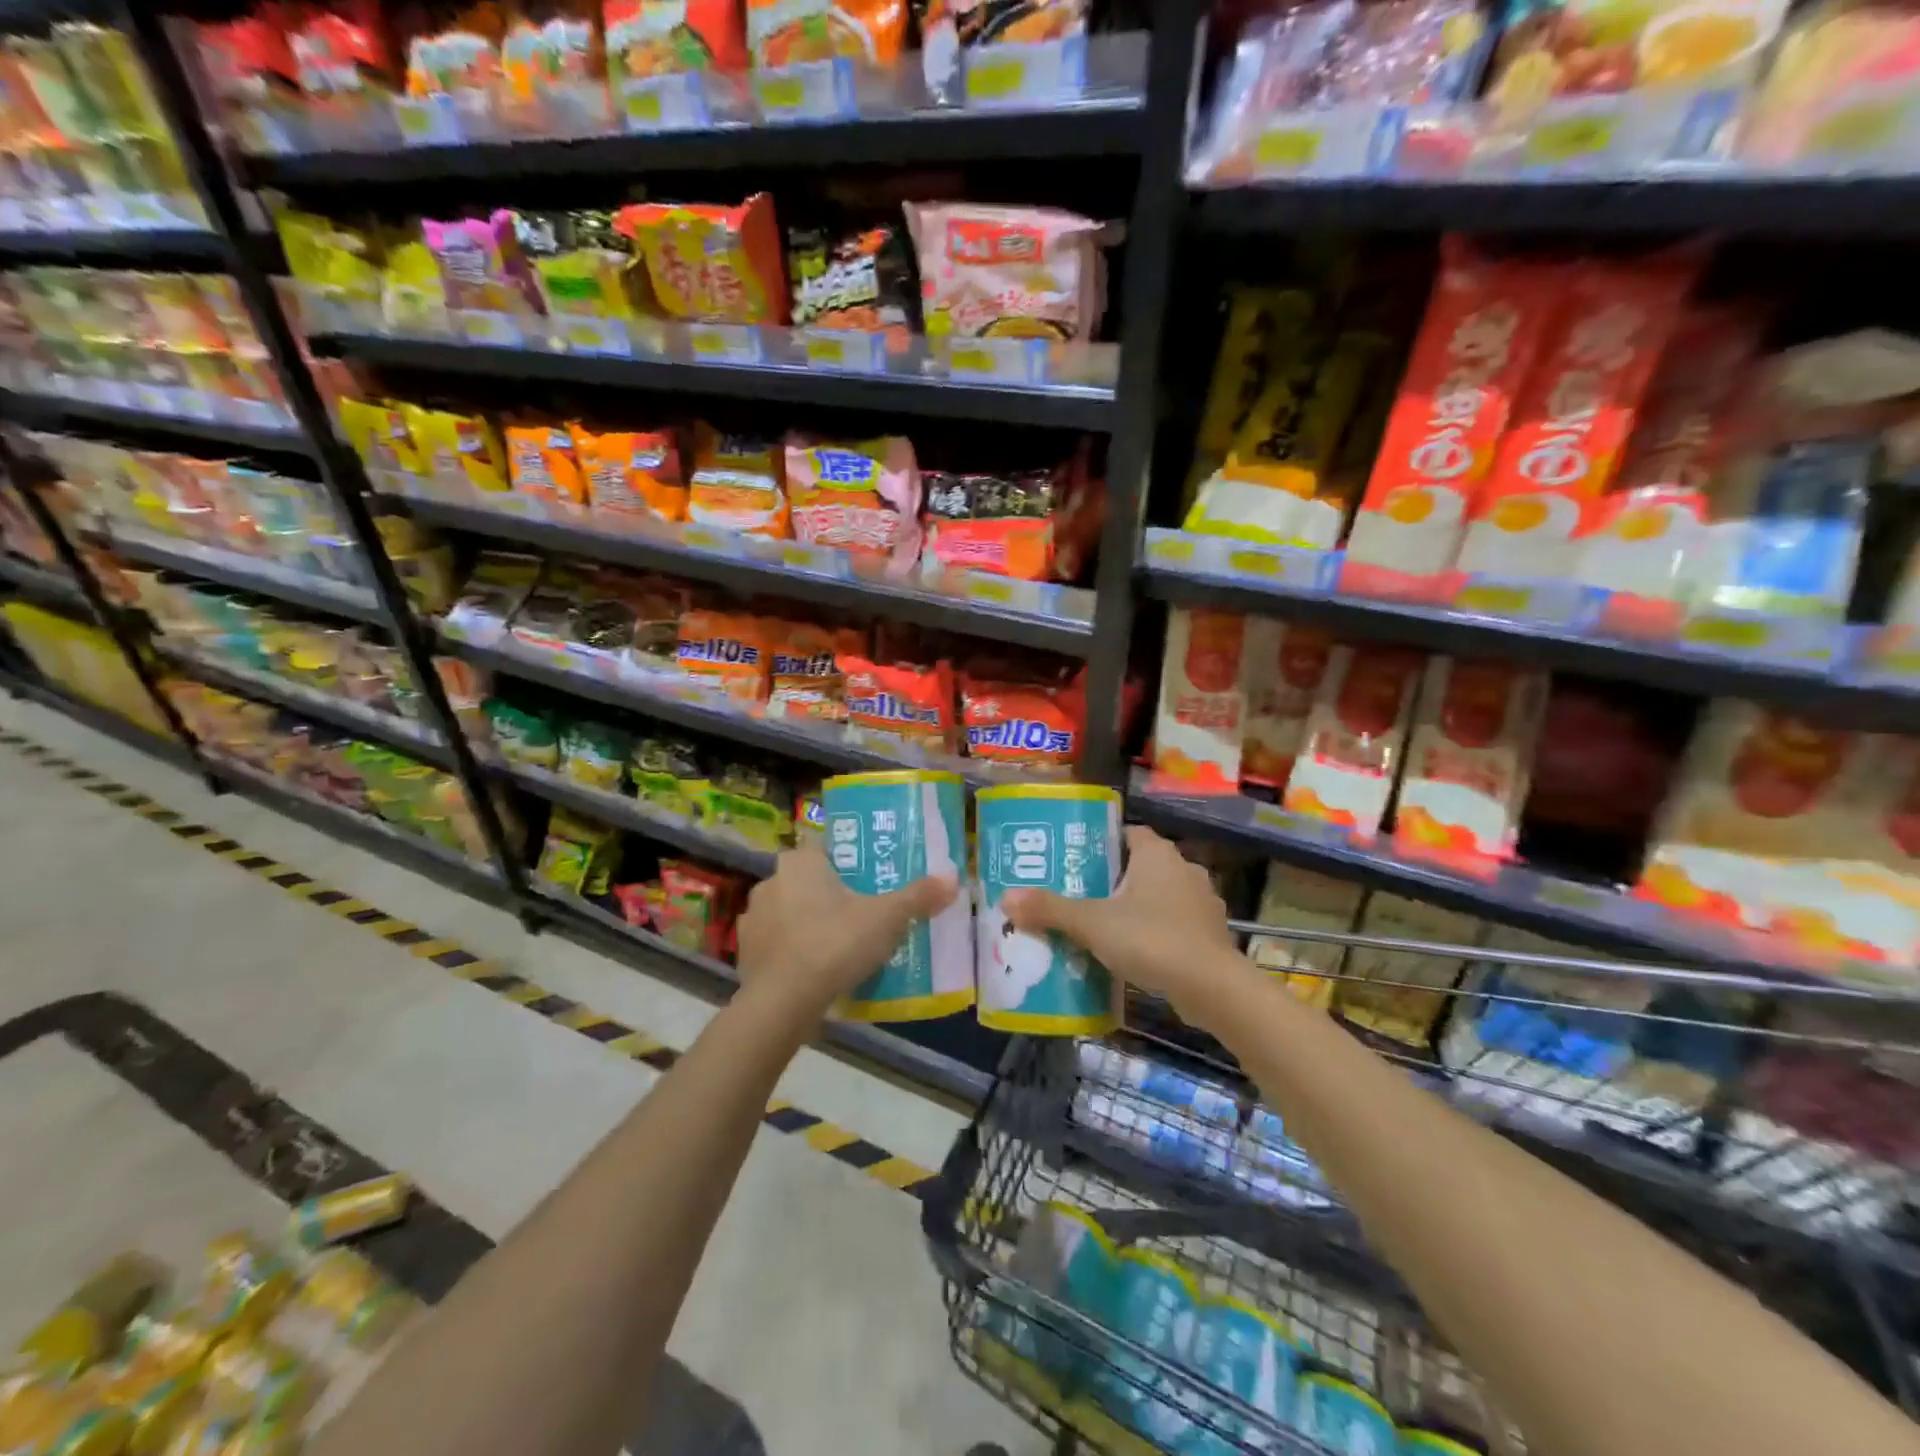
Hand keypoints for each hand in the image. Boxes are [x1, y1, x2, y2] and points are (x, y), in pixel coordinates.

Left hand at [734, 843, 957, 1026]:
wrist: (783, 1003)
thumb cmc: (835, 944)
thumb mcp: (887, 918)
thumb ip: (919, 896)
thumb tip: (953, 879)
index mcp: (801, 862)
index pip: (826, 848)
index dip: (848, 862)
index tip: (869, 880)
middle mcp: (771, 881)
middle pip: (808, 881)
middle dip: (831, 895)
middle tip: (862, 913)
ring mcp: (753, 918)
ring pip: (790, 912)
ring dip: (809, 923)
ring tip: (840, 945)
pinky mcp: (745, 953)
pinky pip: (777, 944)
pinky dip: (793, 952)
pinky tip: (815, 970)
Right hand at [1001, 826, 1247, 1027]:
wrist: (1213, 989)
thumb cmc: (1151, 939)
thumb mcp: (1092, 923)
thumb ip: (1050, 909)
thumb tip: (1006, 897)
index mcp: (1157, 854)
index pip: (1127, 833)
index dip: (1101, 842)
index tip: (1074, 859)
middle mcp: (1183, 869)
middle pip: (1140, 866)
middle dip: (1112, 879)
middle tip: (1078, 895)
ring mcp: (1201, 903)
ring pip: (1158, 896)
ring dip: (1135, 908)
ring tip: (1101, 926)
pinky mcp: (1209, 935)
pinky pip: (1173, 924)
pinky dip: (1154, 933)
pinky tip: (1132, 953)